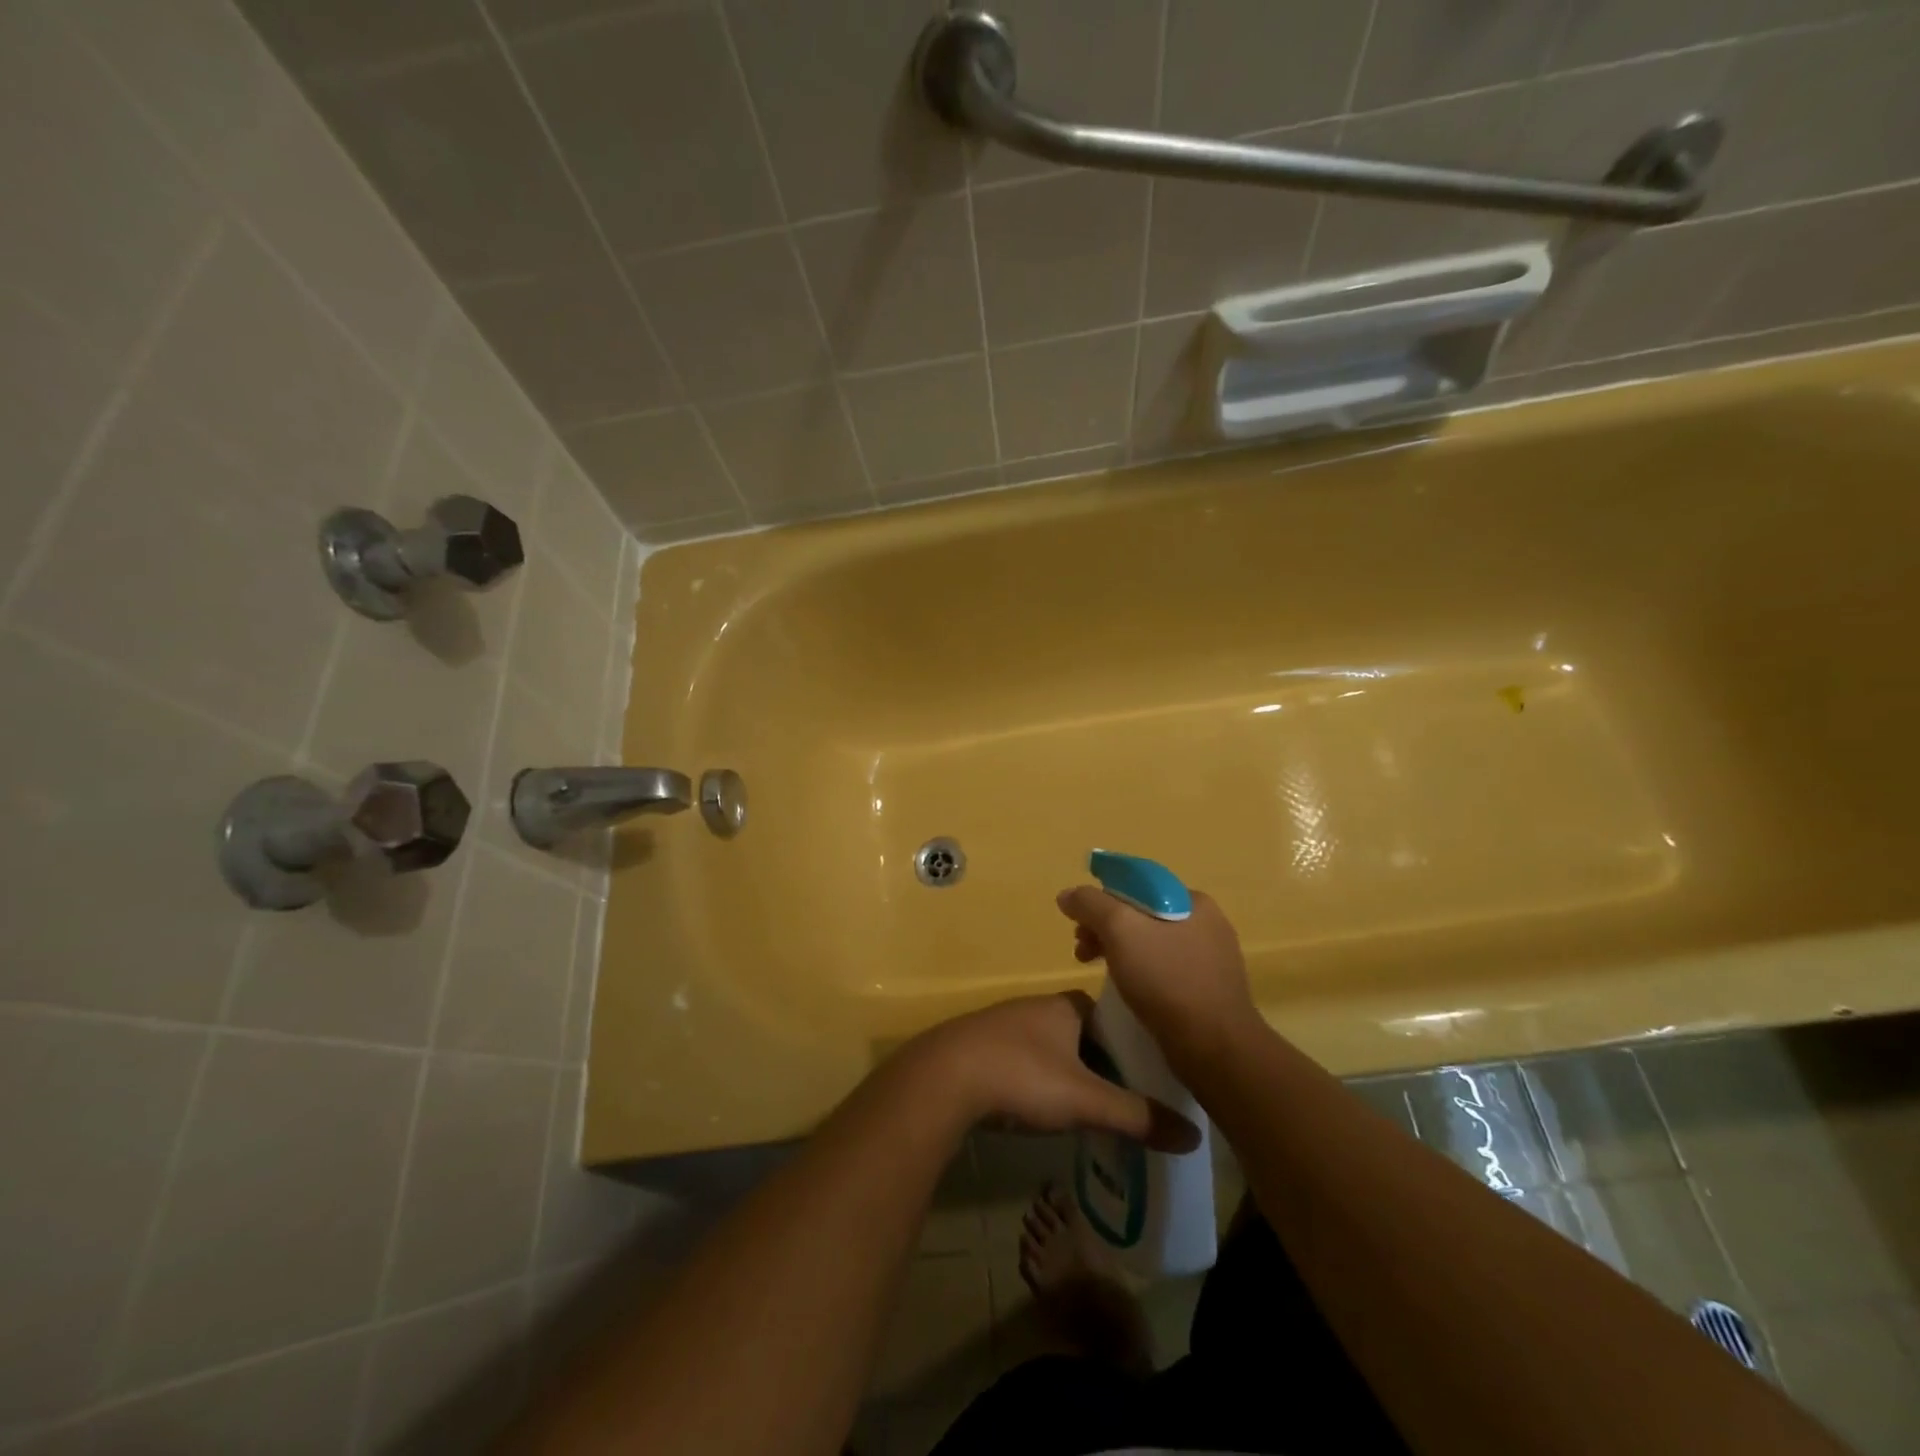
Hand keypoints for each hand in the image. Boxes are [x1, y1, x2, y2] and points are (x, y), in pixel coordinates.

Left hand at [901, 993, 1199, 1152]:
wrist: (943, 1078)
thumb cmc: (1023, 1076)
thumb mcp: (1086, 1100)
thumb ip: (1137, 1116)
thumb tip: (1193, 1137)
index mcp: (1065, 1006)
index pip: (1109, 1015)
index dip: (1128, 1042)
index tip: (1145, 1075)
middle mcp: (1035, 1007)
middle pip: (1079, 1032)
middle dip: (1098, 1061)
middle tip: (1121, 1099)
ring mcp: (1003, 1025)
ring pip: (1048, 1047)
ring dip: (1065, 1072)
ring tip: (1085, 1109)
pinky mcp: (978, 1048)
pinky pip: (1020, 1061)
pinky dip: (1035, 1081)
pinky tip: (1038, 1108)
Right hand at [1055, 885, 1259, 1067]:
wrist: (1216, 1048)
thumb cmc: (1167, 980)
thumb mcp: (1120, 930)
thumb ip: (1090, 905)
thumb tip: (1068, 895)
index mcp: (1192, 901)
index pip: (1136, 885)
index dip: (1101, 898)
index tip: (1079, 924)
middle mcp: (1206, 924)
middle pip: (1141, 914)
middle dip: (1105, 928)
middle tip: (1081, 951)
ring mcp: (1210, 959)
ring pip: (1151, 943)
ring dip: (1119, 952)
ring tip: (1096, 972)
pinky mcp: (1209, 991)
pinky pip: (1165, 970)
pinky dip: (1140, 974)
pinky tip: (1127, 991)